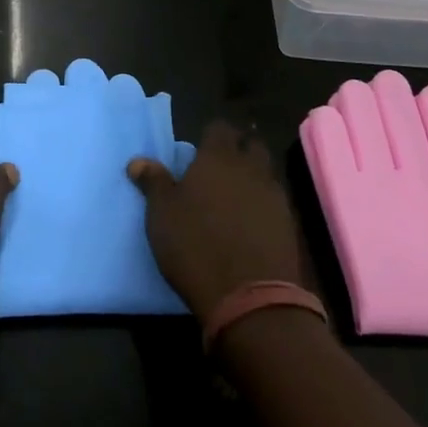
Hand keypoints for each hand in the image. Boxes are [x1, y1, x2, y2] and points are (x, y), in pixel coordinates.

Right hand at [128, 123, 303, 323]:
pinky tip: (251, 223)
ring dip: (253, 178)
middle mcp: (250, 169)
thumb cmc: (196, 246)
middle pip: (251, 145)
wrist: (250, 298)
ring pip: (266, 173)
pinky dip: (264, 205)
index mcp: (218, 158)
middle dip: (238, 150)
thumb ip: (154, 182)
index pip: (219, 128)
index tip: (199, 149)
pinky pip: (275, 202)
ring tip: (235, 197)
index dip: (210, 135)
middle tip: (220, 168)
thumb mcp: (162, 215)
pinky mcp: (289, 225)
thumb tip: (138, 161)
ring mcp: (274, 196)